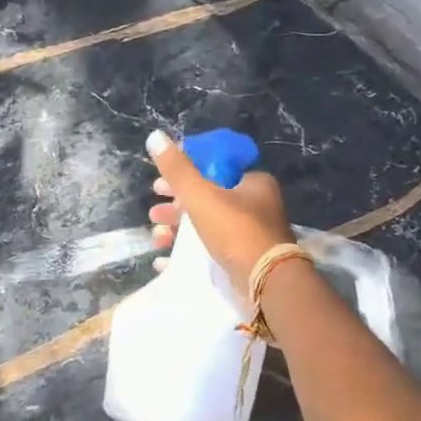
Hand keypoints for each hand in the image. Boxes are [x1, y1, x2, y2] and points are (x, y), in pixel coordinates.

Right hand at [145, 129, 295, 301]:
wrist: (266, 285)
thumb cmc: (236, 230)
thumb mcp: (201, 195)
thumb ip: (177, 169)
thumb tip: (155, 136)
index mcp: (252, 183)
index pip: (213, 169)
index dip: (185, 174)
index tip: (161, 183)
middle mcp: (254, 206)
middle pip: (206, 199)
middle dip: (175, 206)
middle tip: (154, 212)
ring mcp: (249, 236)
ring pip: (205, 226)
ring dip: (177, 230)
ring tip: (156, 236)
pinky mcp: (242, 261)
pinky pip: (208, 252)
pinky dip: (185, 254)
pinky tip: (164, 259)